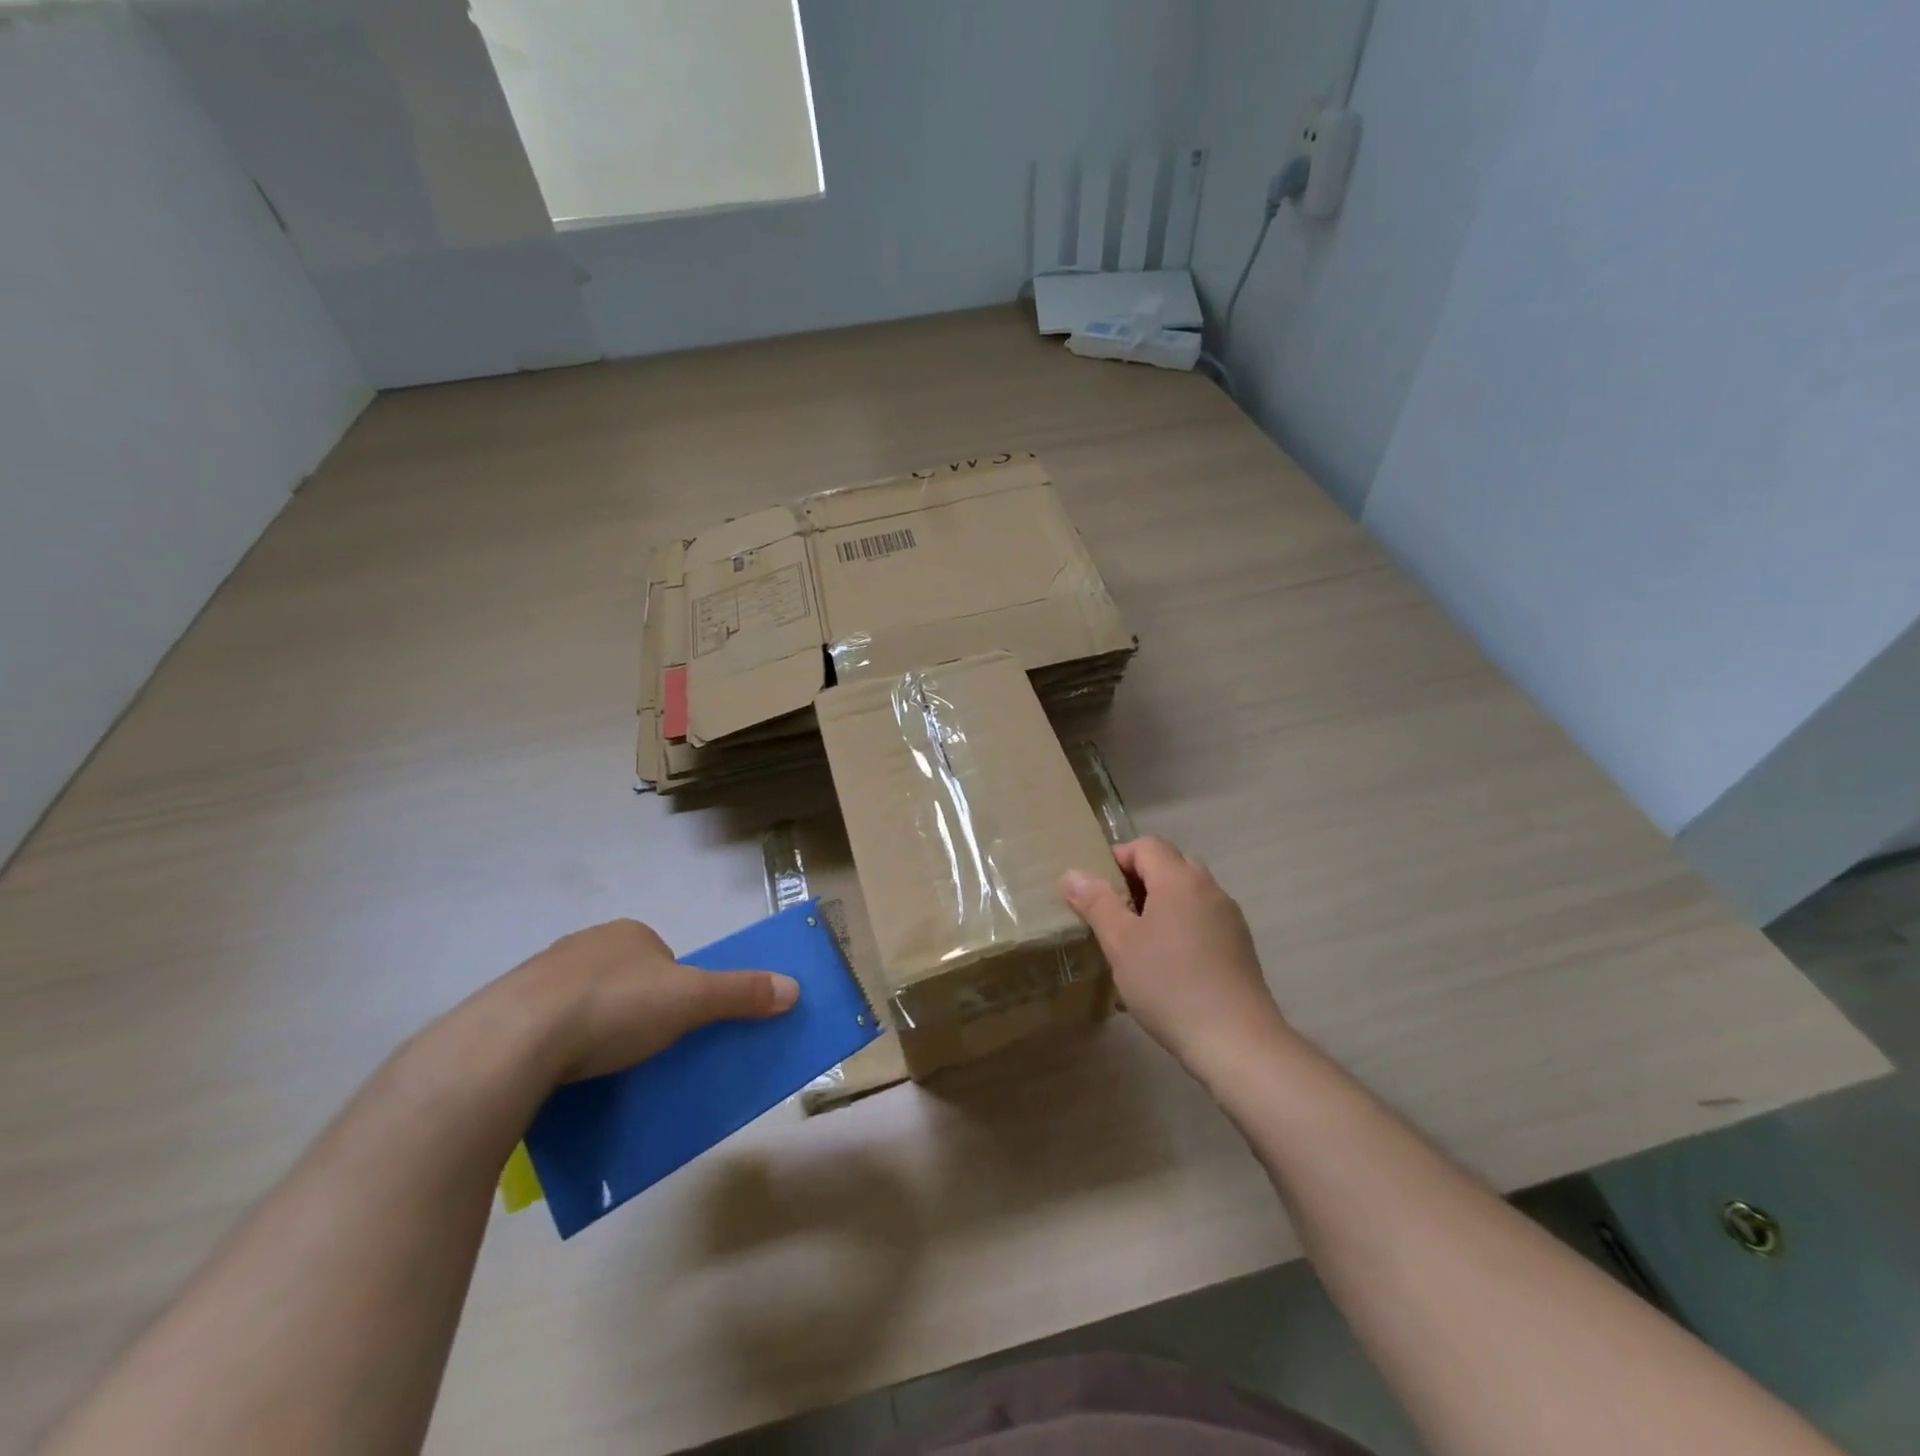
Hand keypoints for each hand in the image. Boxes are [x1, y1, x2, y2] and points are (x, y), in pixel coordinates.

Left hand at [502, 919, 797, 1081]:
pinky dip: (555, 1048)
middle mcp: (583, 945)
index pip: (663, 958)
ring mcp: (537, 977)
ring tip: (598, 1070)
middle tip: (640, 1051)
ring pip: (581, 1003)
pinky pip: (542, 1028)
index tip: (674, 1026)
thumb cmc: (614, 1007)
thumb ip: (741, 993)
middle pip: (624, 979)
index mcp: (628, 934)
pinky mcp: (502, 1013)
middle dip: (634, 1010)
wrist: (512, 1042)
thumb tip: (794, 988)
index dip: (675, 990)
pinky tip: (558, 1077)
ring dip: (592, 1030)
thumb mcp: (691, 1000)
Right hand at [1061, 836, 1293, 1078]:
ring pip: (1188, 894)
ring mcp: (1229, 917)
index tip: (1096, 889)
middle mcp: (1209, 888)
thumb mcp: (1120, 943)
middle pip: (1170, 865)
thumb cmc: (1169, 984)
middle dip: (1138, 880)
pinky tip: (1166, 964)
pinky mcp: (1240, 946)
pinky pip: (1202, 919)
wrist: (1236, 1040)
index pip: (1146, 845)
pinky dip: (1180, 926)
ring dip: (1160, 905)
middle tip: (1113, 912)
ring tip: (1136, 941)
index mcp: (1179, 879)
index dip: (1118, 858)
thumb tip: (1073, 874)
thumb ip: (1096, 903)